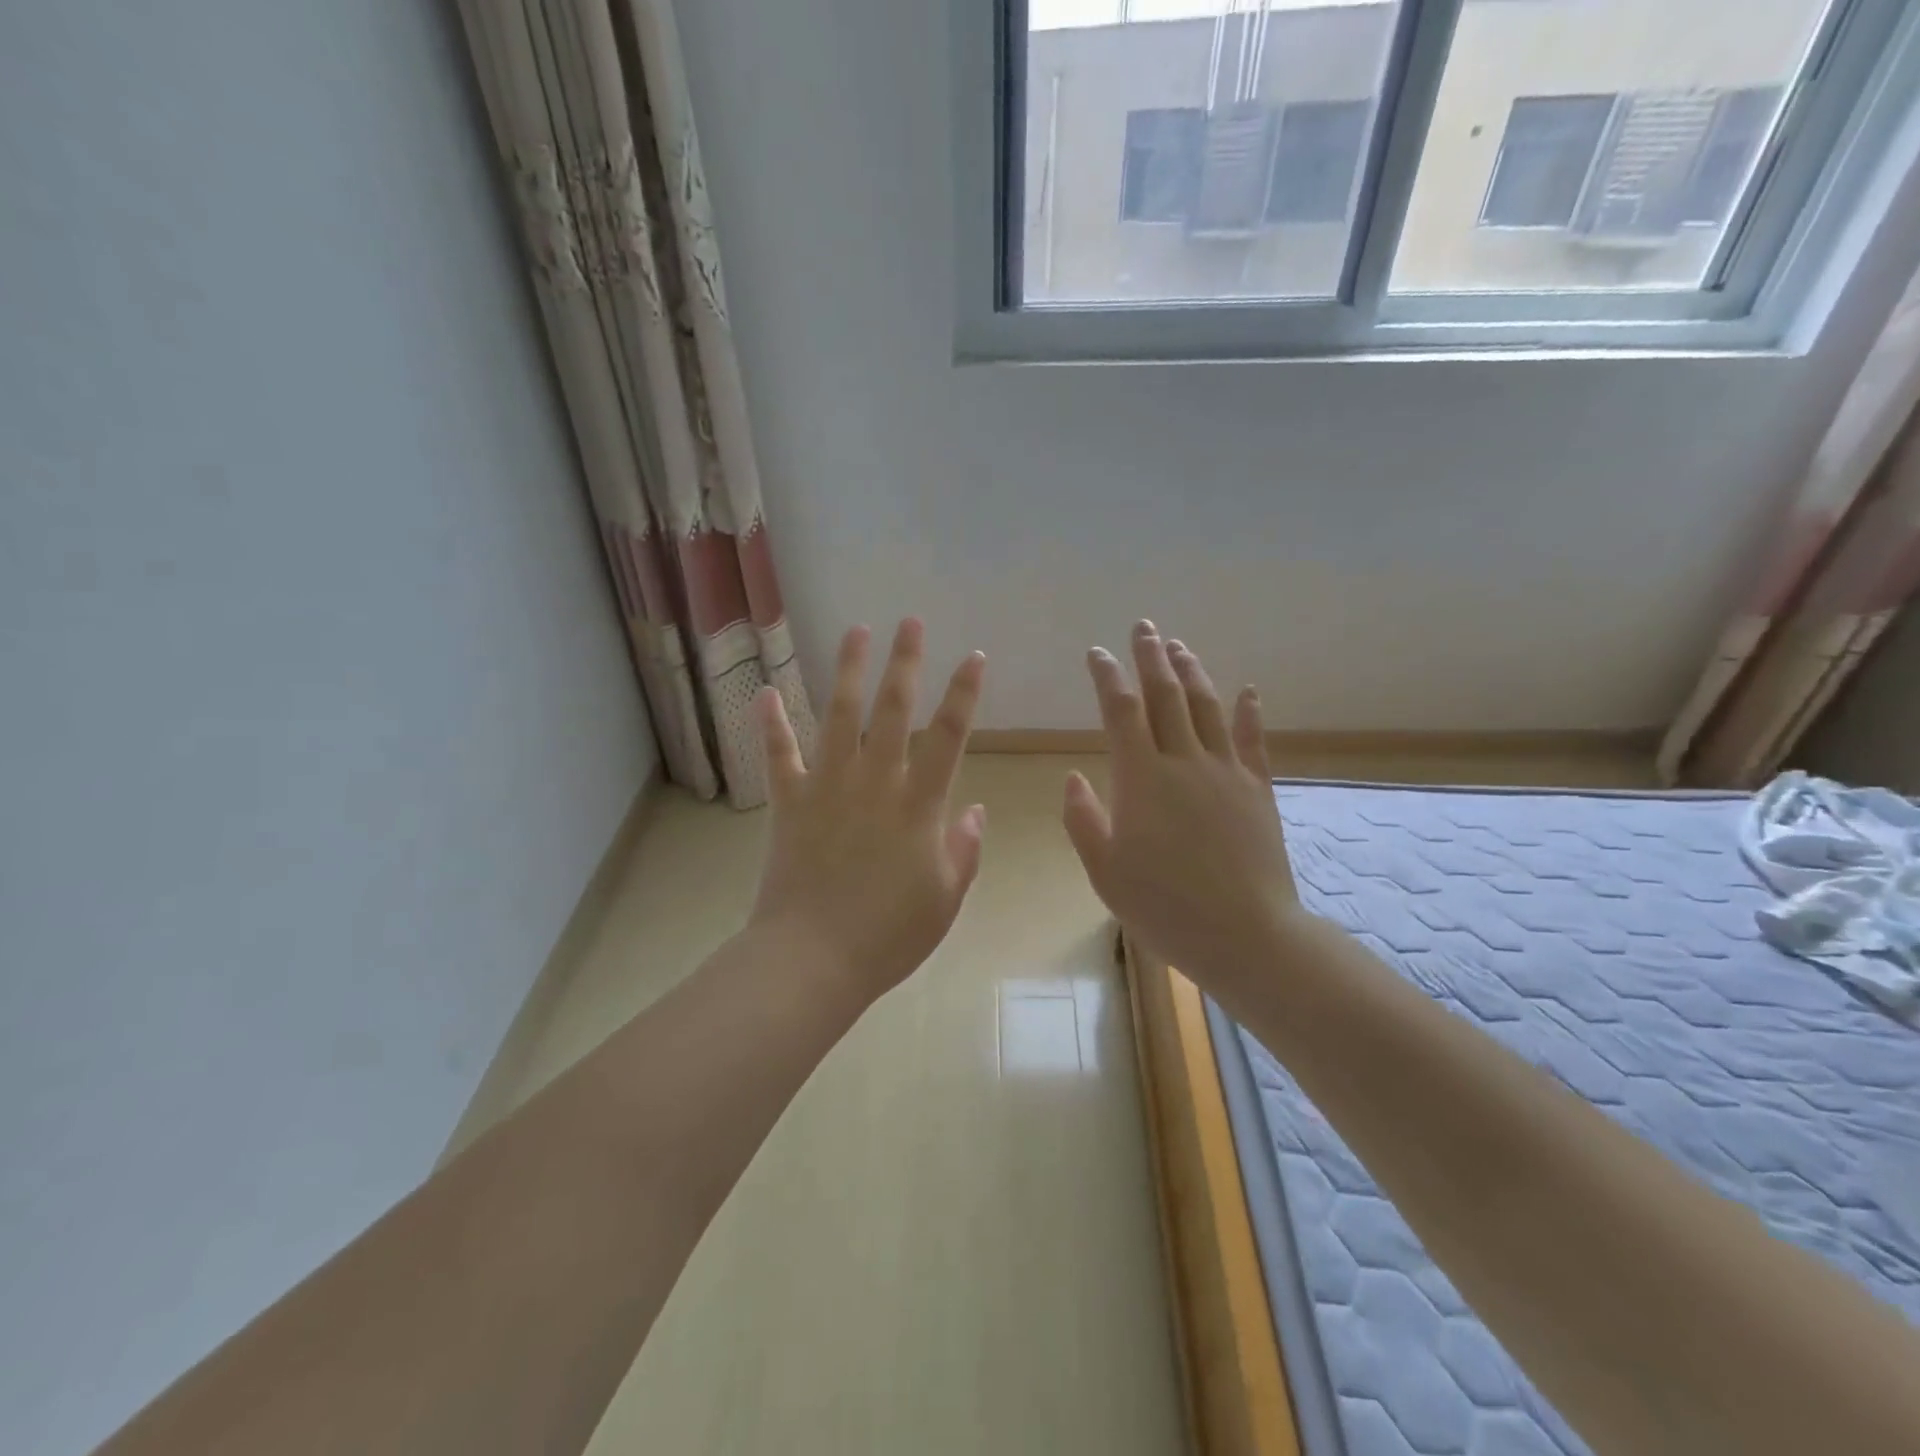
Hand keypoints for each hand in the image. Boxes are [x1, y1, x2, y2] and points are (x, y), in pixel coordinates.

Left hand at [750, 619, 987, 1002]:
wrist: (813, 959)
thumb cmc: (888, 935)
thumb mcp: (946, 899)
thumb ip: (965, 850)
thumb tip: (975, 810)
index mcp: (919, 805)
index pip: (949, 736)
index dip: (964, 693)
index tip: (974, 657)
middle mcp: (875, 782)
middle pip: (893, 710)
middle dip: (905, 662)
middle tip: (910, 622)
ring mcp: (828, 787)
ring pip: (840, 716)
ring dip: (850, 671)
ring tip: (857, 631)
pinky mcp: (790, 802)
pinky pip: (780, 755)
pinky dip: (772, 723)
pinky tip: (767, 691)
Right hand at [1062, 621, 1300, 987]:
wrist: (1245, 935)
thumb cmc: (1163, 907)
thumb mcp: (1105, 871)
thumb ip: (1084, 820)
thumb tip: (1073, 777)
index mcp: (1141, 778)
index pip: (1120, 711)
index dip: (1107, 677)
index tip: (1096, 653)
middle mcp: (1184, 761)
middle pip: (1166, 696)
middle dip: (1151, 657)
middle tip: (1143, 627)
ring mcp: (1226, 772)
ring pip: (1207, 708)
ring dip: (1192, 672)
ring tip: (1179, 647)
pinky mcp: (1257, 790)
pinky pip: (1252, 741)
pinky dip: (1248, 713)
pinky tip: (1248, 691)